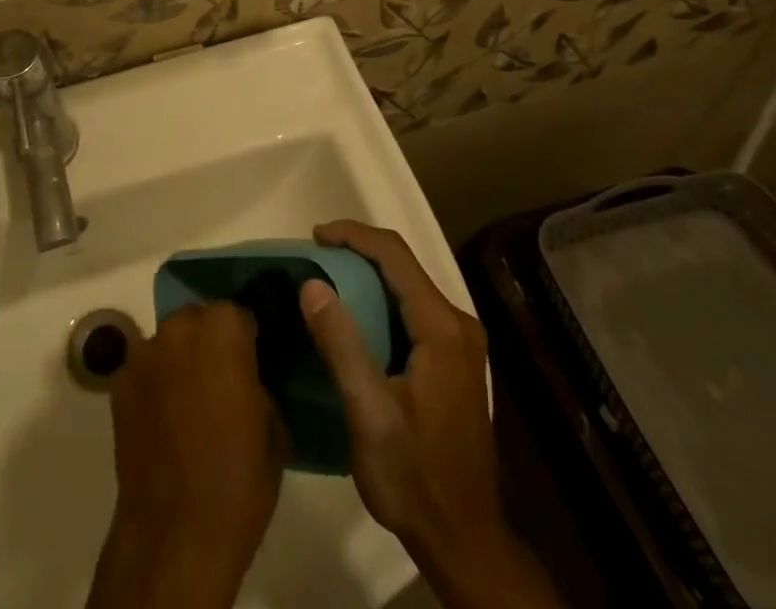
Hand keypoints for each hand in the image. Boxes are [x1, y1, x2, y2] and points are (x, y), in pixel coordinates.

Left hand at [87, 303, 284, 608]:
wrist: (176, 532)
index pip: (239, 313)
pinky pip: (145, 369)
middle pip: (199, 319)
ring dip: (180, 358)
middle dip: (210, 340)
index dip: (246, 337)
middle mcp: (180, 327)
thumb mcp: (273, 427)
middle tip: (221, 380)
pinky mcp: (119, 380)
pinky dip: (155, 383)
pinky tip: (163, 418)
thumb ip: (258, 382)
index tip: (252, 361)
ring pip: (169, 341)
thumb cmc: (237, 480)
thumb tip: (249, 375)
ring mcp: (144, 352)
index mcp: (224, 330)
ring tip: (188, 399)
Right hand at [302, 221, 561, 608]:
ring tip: (326, 277)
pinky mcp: (454, 361)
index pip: (395, 255)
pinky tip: (355, 313)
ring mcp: (460, 344)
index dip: (353, 235)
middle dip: (357, 250)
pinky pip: (413, 308)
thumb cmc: (415, 478)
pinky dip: (380, 298)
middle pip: (403, 265)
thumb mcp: (370, 414)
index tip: (314, 235)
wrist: (464, 540)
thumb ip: (343, 345)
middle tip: (314, 255)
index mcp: (442, 328)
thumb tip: (311, 284)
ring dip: (367, 273)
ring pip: (408, 285)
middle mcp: (458, 325)